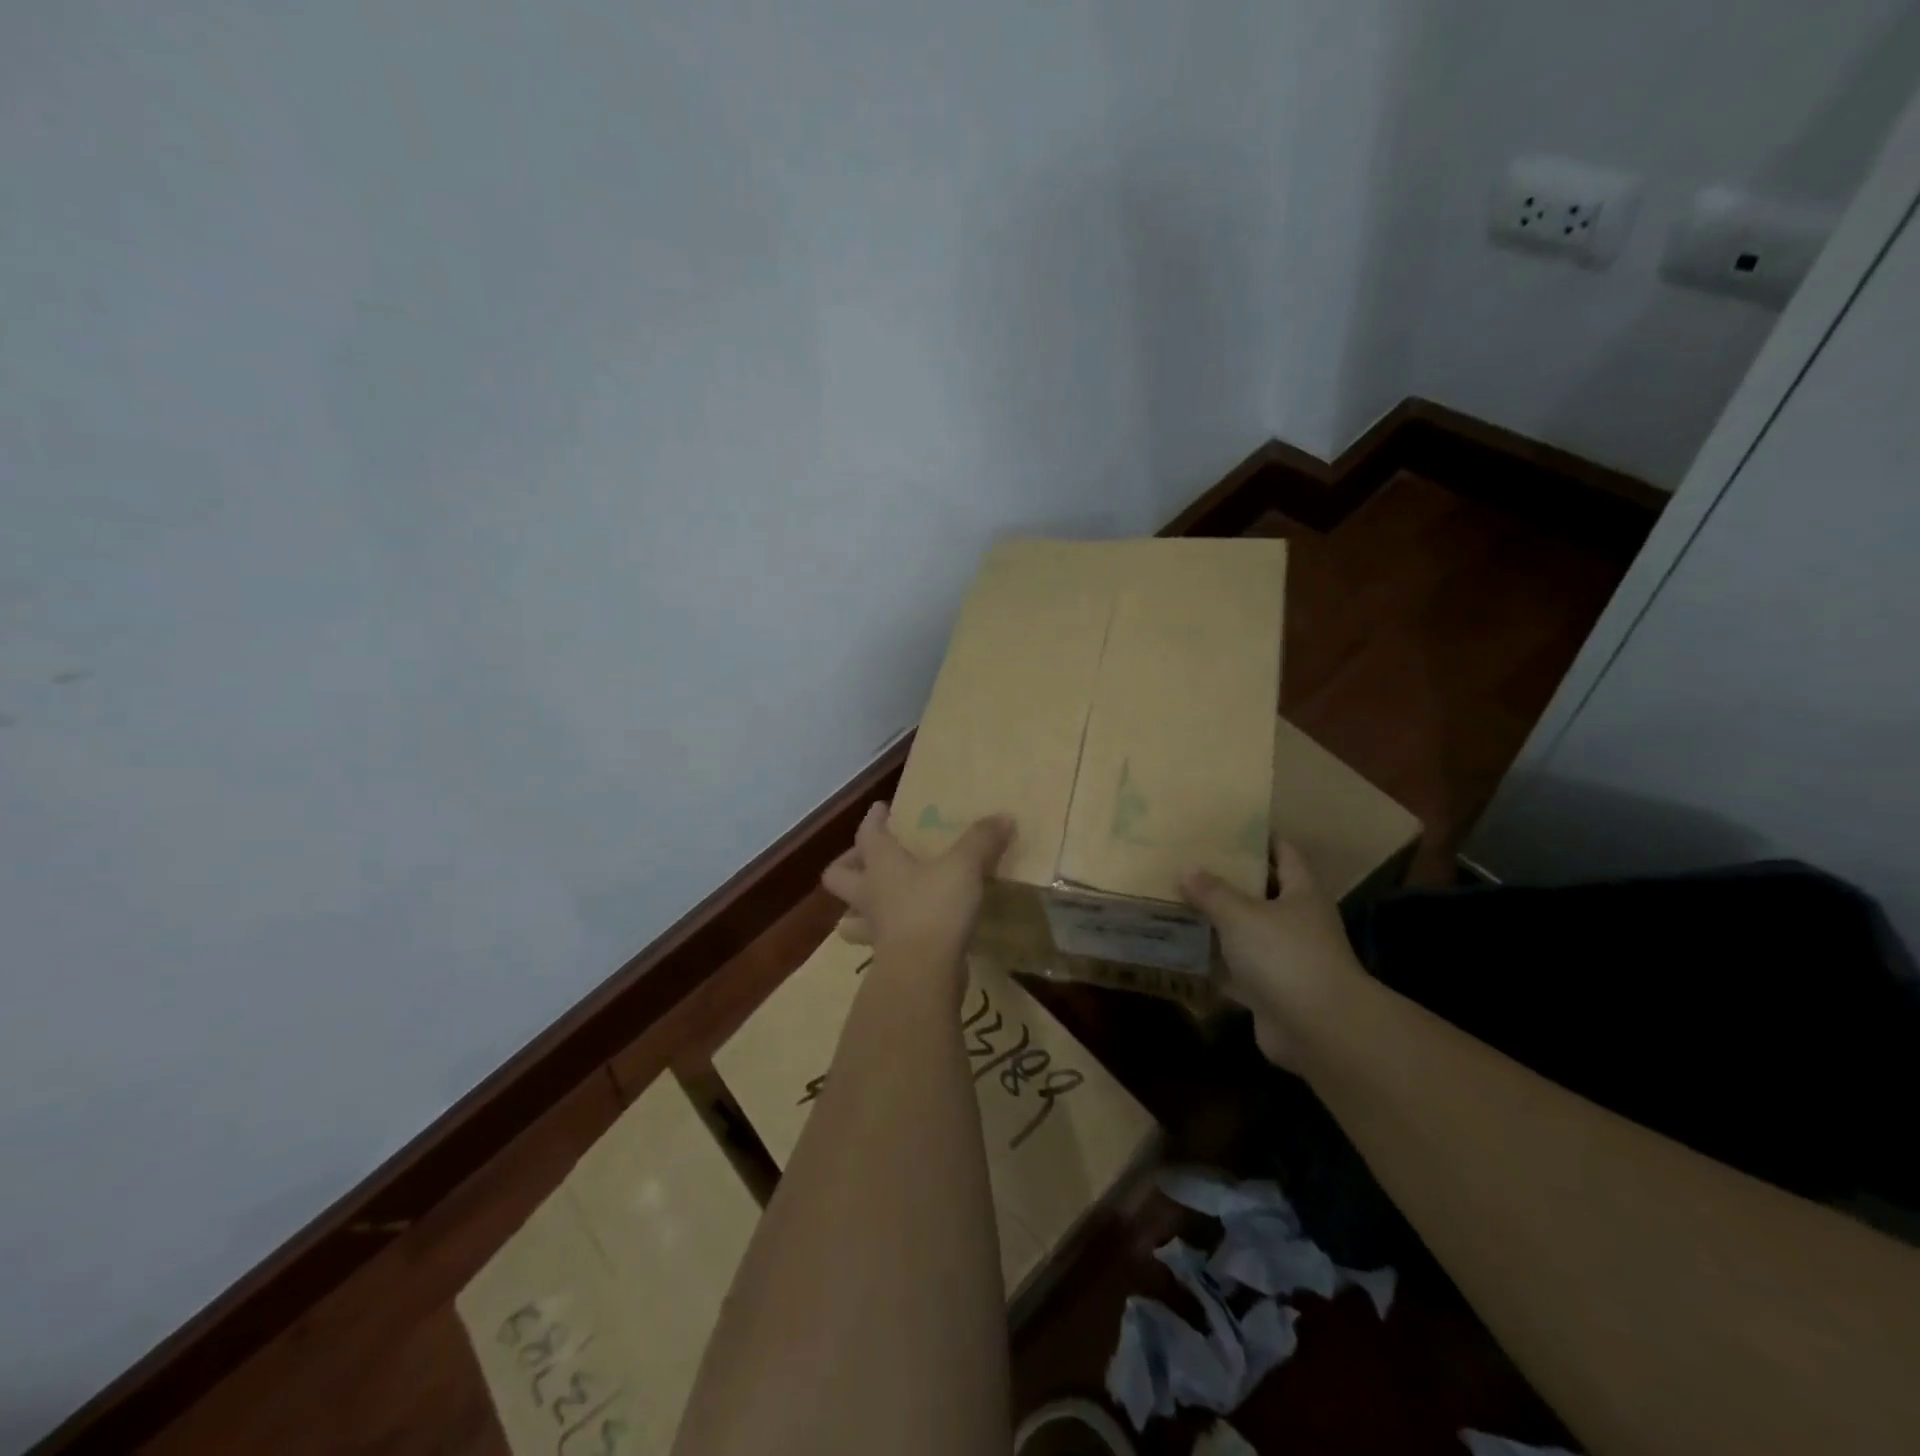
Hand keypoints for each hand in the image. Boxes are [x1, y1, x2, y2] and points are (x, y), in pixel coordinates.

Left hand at [822, 803, 1013, 964]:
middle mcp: (869, 893)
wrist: (923, 973)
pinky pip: (879, 942)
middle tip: (867, 857)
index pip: (867, 833)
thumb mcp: (964, 866)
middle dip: (848, 864)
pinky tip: (907, 932)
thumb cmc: (935, 907)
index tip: (880, 809)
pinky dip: (888, 935)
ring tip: (879, 900)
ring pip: (851, 916)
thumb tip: (1003, 817)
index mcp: (881, 864)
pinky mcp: (888, 958)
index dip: (873, 819)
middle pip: (838, 876)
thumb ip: (981, 840)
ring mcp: (875, 929)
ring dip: (858, 908)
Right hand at [1181, 841, 1363, 1069]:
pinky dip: (1214, 962)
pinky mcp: (1271, 990)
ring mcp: (1286, 958)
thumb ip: (1212, 891)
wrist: (1319, 1029)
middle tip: (1189, 862)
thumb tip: (1187, 868)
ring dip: (1218, 921)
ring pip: (1246, 931)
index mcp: (1301, 892)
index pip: (1284, 852)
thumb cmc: (1285, 955)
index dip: (1260, 837)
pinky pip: (1237, 968)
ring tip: (1177, 901)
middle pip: (1262, 892)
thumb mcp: (1241, 914)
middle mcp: (1298, 921)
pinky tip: (1182, 950)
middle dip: (1228, 879)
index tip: (1227, 826)